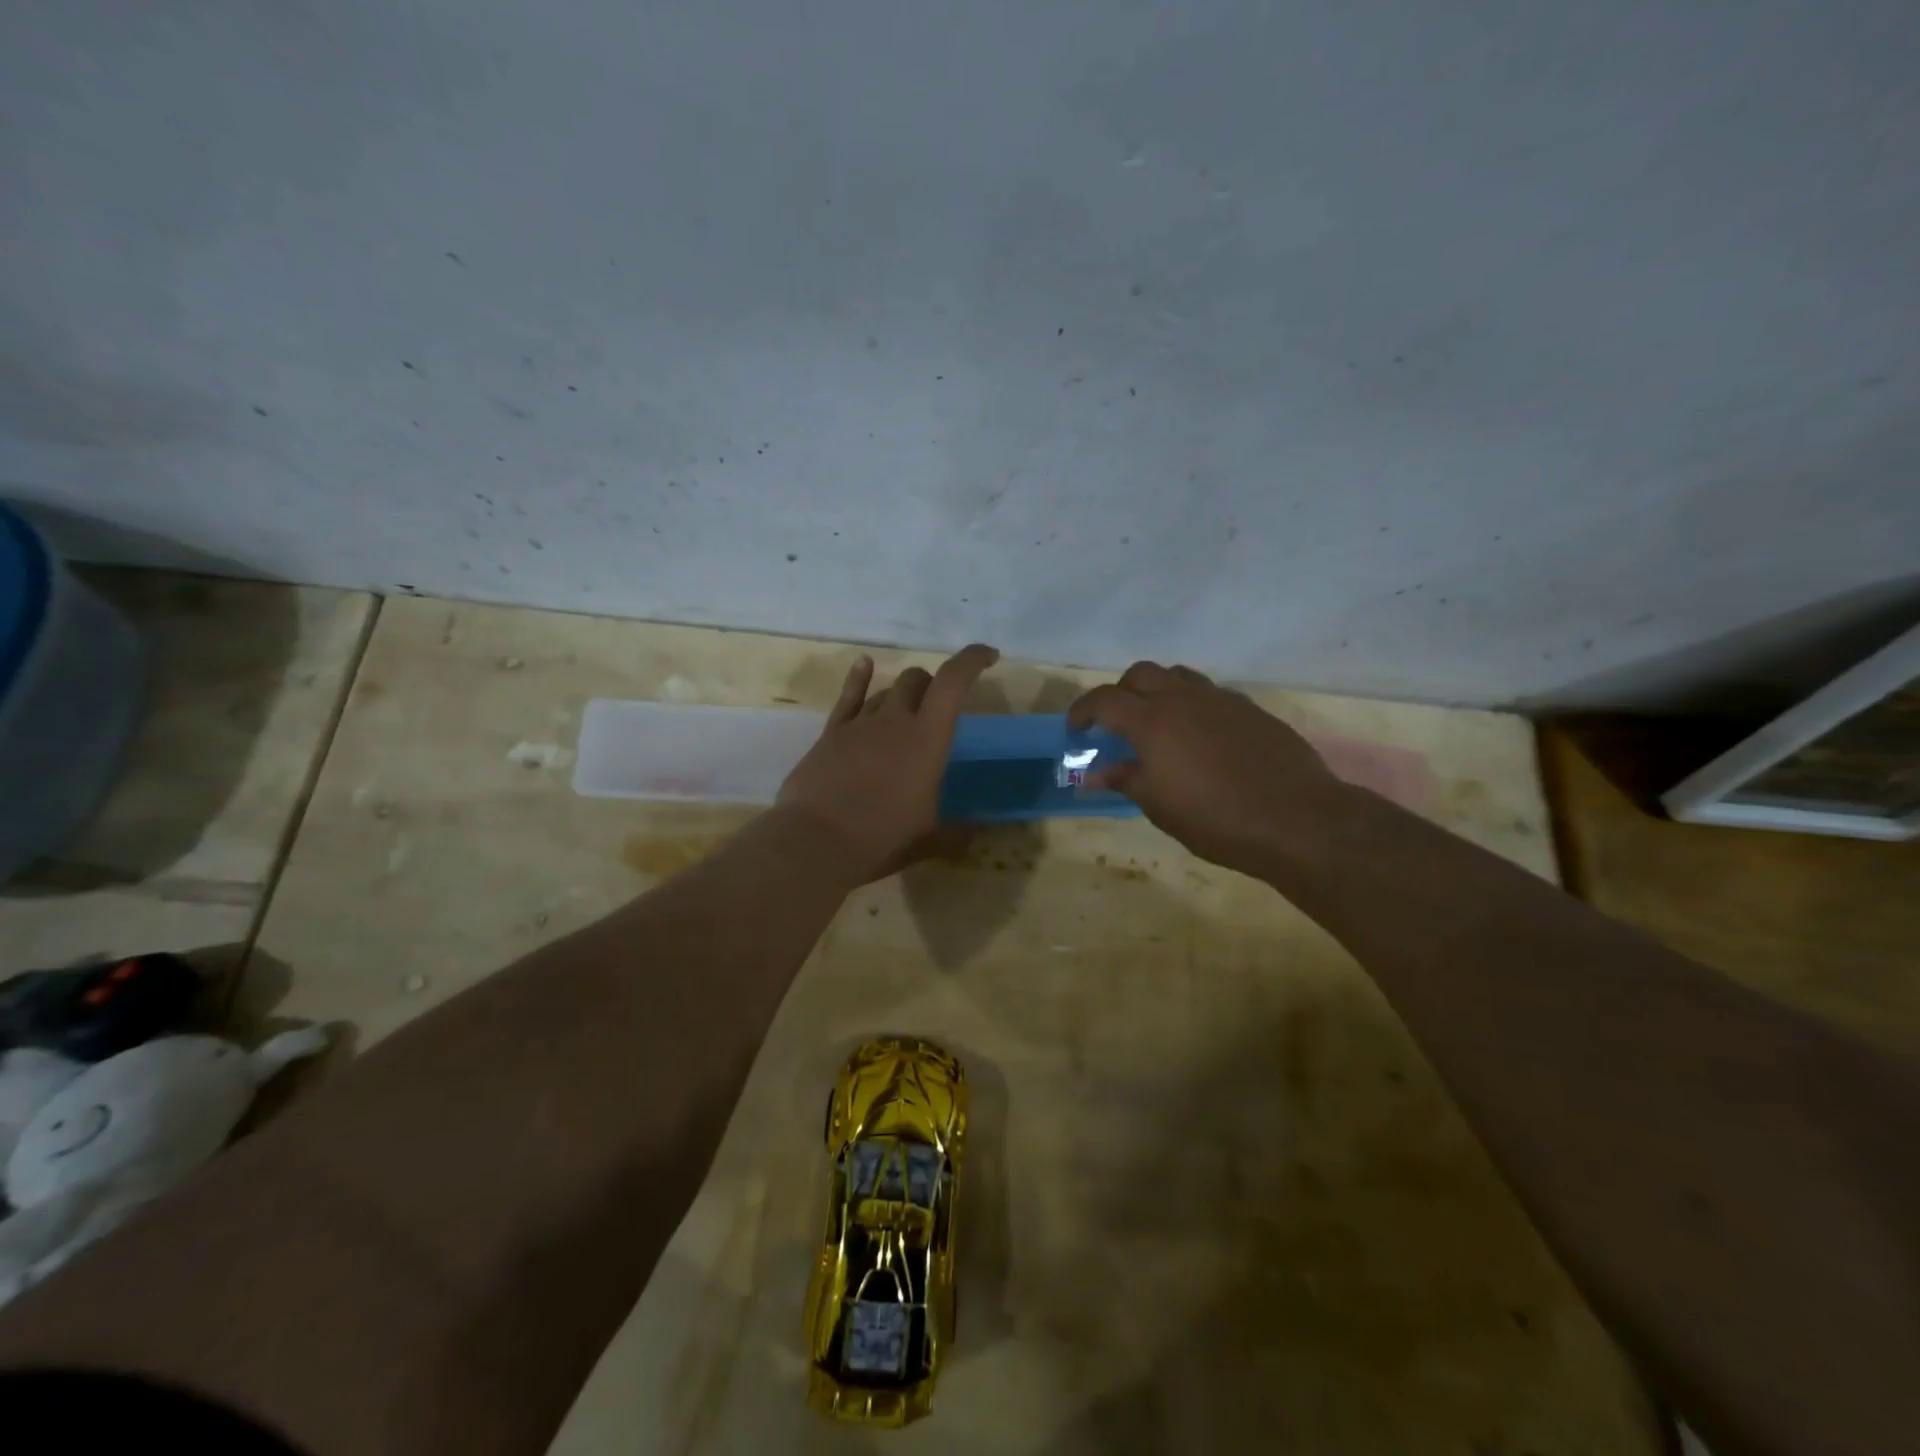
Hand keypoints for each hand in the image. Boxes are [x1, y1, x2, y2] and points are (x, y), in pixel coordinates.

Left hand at [775, 644, 998, 882]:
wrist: (815, 842)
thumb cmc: (881, 838)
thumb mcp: (927, 839)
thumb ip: (954, 834)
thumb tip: (972, 835)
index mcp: (928, 739)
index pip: (953, 682)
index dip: (972, 660)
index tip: (989, 656)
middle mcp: (895, 720)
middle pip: (918, 680)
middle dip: (933, 685)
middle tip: (939, 707)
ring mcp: (860, 723)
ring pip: (887, 689)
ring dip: (902, 694)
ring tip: (907, 711)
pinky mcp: (831, 733)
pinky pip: (849, 696)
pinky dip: (860, 677)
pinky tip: (865, 664)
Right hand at [1069, 661, 1348, 875]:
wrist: (1295, 819)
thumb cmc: (1215, 818)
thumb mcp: (1159, 805)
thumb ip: (1125, 779)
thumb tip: (1095, 773)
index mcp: (1153, 721)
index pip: (1104, 700)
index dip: (1083, 711)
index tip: (1076, 730)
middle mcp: (1184, 699)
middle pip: (1141, 674)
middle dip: (1121, 693)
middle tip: (1116, 724)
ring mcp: (1221, 700)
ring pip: (1179, 676)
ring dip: (1158, 691)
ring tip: (1158, 724)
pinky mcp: (1250, 710)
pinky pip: (1210, 694)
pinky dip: (1192, 705)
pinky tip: (1200, 738)